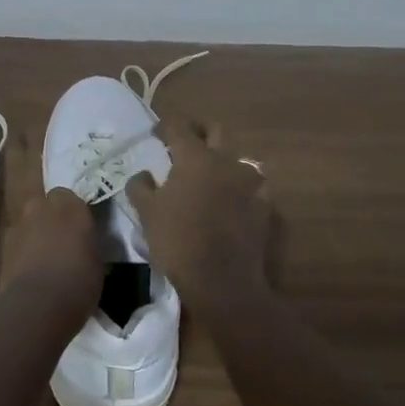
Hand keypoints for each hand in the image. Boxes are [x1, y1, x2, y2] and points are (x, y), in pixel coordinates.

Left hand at [0, 188, 105, 322]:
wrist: (39, 305)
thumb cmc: (79, 282)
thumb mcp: (97, 262)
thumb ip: (87, 244)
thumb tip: (82, 246)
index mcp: (71, 207)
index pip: (69, 197)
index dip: (72, 212)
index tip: (78, 229)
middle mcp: (42, 207)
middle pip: (44, 204)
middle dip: (49, 217)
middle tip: (60, 240)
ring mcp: (19, 225)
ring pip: (27, 222)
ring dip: (33, 233)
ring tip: (42, 258)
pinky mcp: (2, 246)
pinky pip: (15, 242)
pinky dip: (20, 251)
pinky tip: (28, 271)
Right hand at [128, 119, 271, 304]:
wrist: (222, 280)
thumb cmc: (177, 240)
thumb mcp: (146, 213)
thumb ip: (140, 186)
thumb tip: (143, 174)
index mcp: (195, 157)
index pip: (179, 126)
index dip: (165, 125)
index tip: (155, 132)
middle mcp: (226, 161)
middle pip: (215, 131)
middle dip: (199, 131)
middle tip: (184, 144)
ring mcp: (250, 182)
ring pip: (236, 158)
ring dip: (221, 160)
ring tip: (207, 175)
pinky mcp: (264, 205)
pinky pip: (251, 185)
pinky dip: (238, 186)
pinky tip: (228, 201)